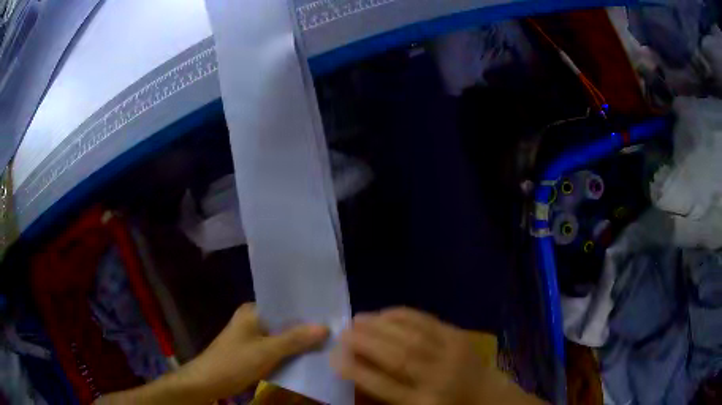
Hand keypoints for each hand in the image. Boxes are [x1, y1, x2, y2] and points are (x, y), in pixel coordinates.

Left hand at [182, 302, 328, 399]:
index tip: (331, 315)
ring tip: (327, 343)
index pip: (285, 305)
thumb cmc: (234, 362)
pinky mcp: (253, 351)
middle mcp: (253, 320)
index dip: (307, 311)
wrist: (207, 382)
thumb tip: (324, 327)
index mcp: (253, 311)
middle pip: (284, 322)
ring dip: (299, 342)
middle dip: (305, 328)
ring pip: (281, 337)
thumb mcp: (266, 351)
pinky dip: (289, 353)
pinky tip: (307, 357)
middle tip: (334, 331)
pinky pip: (276, 348)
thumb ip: (294, 339)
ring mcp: (252, 336)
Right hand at [332, 307, 543, 404]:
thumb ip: (385, 398)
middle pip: (397, 357)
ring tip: (357, 319)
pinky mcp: (459, 337)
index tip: (333, 358)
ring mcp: (450, 354)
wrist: (486, 396)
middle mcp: (437, 378)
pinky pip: (428, 321)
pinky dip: (403, 314)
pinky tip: (385, 312)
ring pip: (411, 335)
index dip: (356, 370)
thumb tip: (355, 373)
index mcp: (423, 403)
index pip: (383, 385)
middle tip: (342, 332)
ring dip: (380, 324)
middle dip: (365, 342)